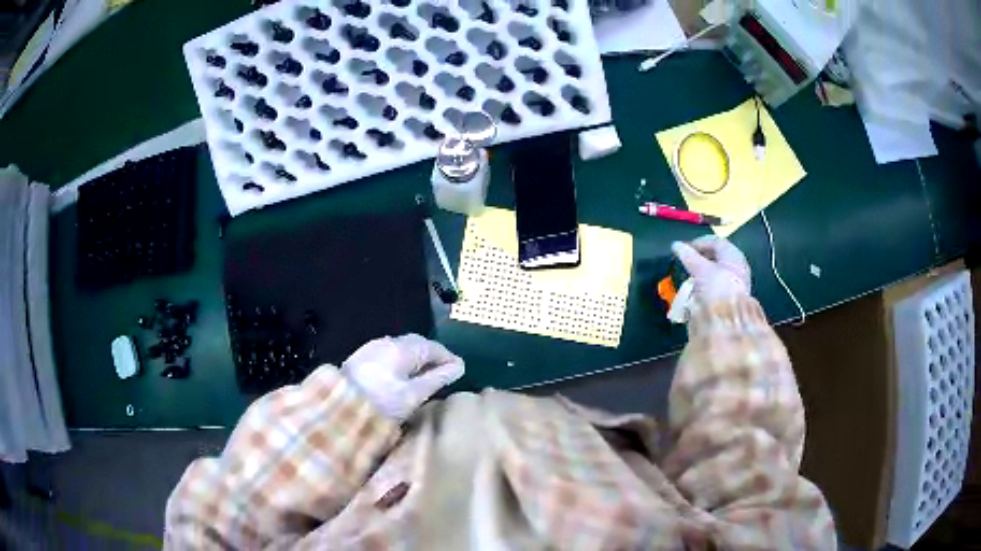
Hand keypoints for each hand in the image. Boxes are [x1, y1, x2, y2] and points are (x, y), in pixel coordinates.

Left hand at [341, 334, 464, 421]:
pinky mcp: (361, 358)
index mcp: (402, 348)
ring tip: (425, 376)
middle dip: (432, 356)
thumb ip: (437, 379)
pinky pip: (389, 354)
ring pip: (401, 349)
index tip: (459, 369)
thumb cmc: (381, 402)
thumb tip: (458, 367)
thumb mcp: (413, 394)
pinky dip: (402, 362)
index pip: (432, 347)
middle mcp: (387, 342)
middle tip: (444, 372)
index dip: (448, 357)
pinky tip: (403, 376)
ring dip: (416, 359)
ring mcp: (372, 348)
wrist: (338, 407)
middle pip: (416, 344)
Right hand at [672, 236, 750, 302]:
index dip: (698, 243)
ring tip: (688, 275)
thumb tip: (675, 245)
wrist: (729, 319)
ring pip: (716, 271)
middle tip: (685, 260)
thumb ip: (688, 256)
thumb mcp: (700, 269)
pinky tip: (696, 288)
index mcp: (734, 255)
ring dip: (702, 271)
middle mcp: (737, 266)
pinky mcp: (731, 296)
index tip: (683, 248)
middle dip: (700, 258)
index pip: (715, 242)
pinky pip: (717, 284)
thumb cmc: (718, 287)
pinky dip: (705, 283)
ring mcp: (735, 282)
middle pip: (717, 256)